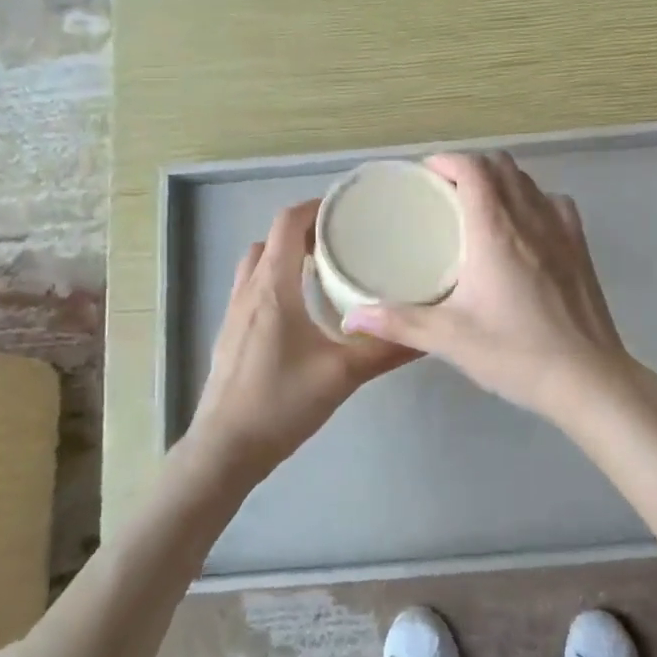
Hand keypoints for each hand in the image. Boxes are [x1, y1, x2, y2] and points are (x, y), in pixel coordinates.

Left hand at [188, 200, 418, 476]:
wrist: (226, 449)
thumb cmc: (281, 404)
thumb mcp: (342, 375)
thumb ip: (385, 350)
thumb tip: (429, 333)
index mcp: (273, 288)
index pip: (288, 224)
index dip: (316, 207)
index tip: (349, 210)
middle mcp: (249, 291)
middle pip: (273, 239)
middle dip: (306, 231)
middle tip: (345, 240)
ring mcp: (235, 313)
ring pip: (258, 264)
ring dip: (288, 255)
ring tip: (326, 269)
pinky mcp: (232, 334)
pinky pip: (253, 288)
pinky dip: (277, 280)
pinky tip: (304, 308)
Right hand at [341, 152, 636, 420]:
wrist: (587, 378)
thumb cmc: (516, 353)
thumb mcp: (451, 339)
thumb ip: (399, 323)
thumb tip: (351, 318)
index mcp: (495, 231)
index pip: (473, 169)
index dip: (447, 161)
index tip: (425, 174)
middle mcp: (531, 218)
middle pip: (501, 166)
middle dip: (471, 167)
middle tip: (444, 191)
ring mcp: (562, 230)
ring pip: (529, 182)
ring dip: (502, 180)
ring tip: (479, 205)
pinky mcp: (581, 248)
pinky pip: (554, 203)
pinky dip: (533, 200)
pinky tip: (523, 228)